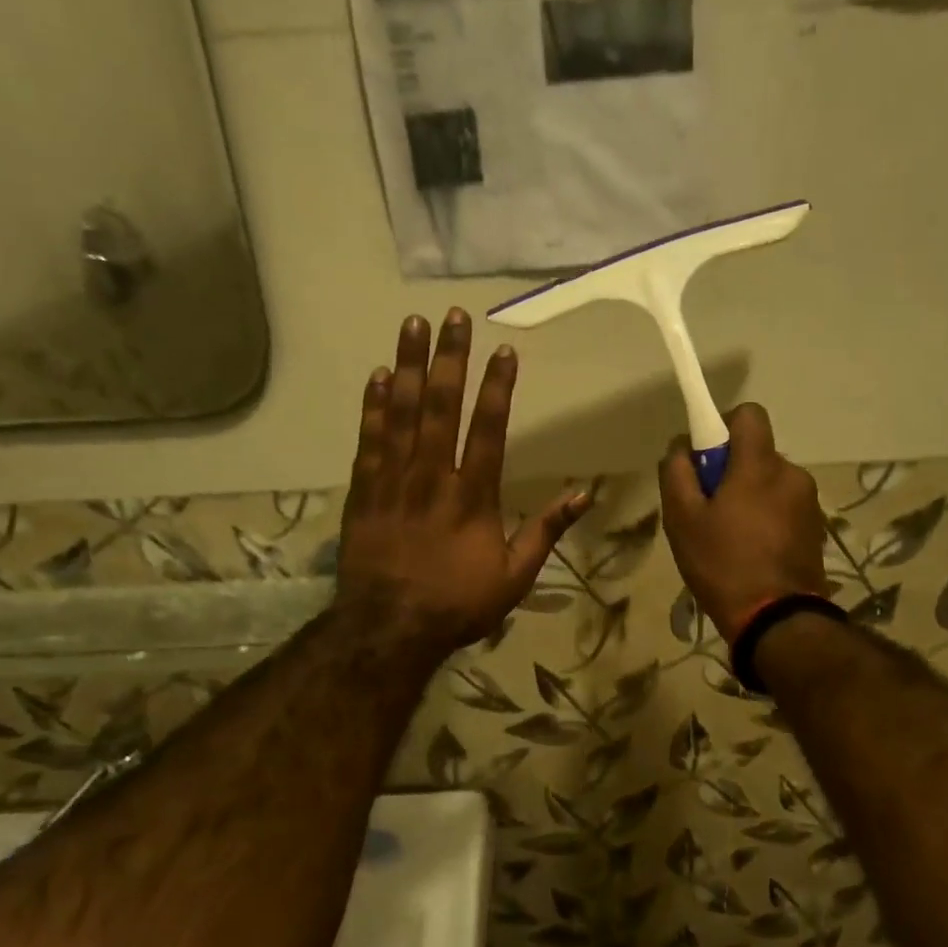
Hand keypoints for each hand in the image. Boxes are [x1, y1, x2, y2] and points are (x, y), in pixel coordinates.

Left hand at [337, 310, 589, 657]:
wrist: (389, 630)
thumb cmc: (457, 603)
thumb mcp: (515, 576)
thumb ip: (546, 531)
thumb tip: (584, 495)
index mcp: (472, 495)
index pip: (488, 429)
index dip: (497, 387)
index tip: (503, 351)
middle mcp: (432, 477)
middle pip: (440, 406)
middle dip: (449, 358)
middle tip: (452, 317)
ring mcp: (393, 481)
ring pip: (400, 413)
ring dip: (407, 366)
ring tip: (411, 325)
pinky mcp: (363, 491)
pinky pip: (368, 441)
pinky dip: (372, 407)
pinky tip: (377, 377)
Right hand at [658, 403, 828, 642]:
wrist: (777, 620)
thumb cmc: (723, 564)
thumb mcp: (682, 519)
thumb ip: (676, 472)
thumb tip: (681, 447)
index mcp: (759, 465)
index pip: (749, 414)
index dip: (723, 425)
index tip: (706, 457)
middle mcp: (791, 474)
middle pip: (756, 453)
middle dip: (732, 470)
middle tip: (708, 508)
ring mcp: (809, 503)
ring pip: (770, 482)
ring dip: (750, 496)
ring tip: (729, 536)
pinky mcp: (816, 529)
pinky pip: (784, 507)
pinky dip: (766, 517)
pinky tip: (751, 551)